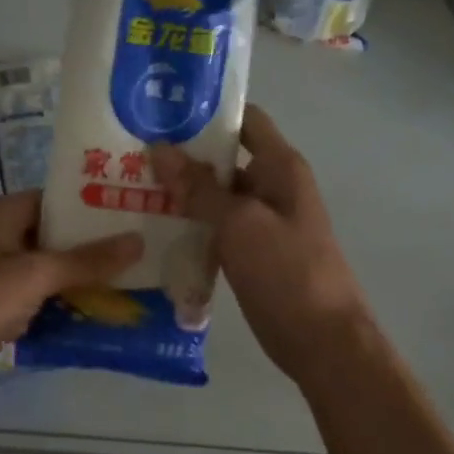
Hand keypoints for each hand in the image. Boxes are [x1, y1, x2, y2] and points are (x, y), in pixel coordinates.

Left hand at [0, 192, 142, 398]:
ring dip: (75, 278)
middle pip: (51, 234)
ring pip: (42, 267)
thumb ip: (86, 260)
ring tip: (126, 285)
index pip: (56, 199)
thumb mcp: (35, 276)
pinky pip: (30, 295)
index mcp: (2, 212)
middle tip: (138, 255)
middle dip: (89, 248)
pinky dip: (54, 302)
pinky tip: (89, 315)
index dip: (92, 207)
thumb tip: (137, 240)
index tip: (132, 216)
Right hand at [151, 105, 372, 384]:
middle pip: (225, 158)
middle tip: (132, 152)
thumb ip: (199, 187)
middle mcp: (272, 187)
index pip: (245, 120)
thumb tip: (159, 148)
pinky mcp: (250, 252)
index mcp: (280, 167)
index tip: (162, 111)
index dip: (208, 112)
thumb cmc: (287, 271)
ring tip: (131, 185)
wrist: (322, 341)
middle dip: (183, 155)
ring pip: (215, 195)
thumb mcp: (239, 223)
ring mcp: (261, 222)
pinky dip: (189, 223)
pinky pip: (215, 227)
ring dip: (181, 192)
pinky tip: (152, 226)